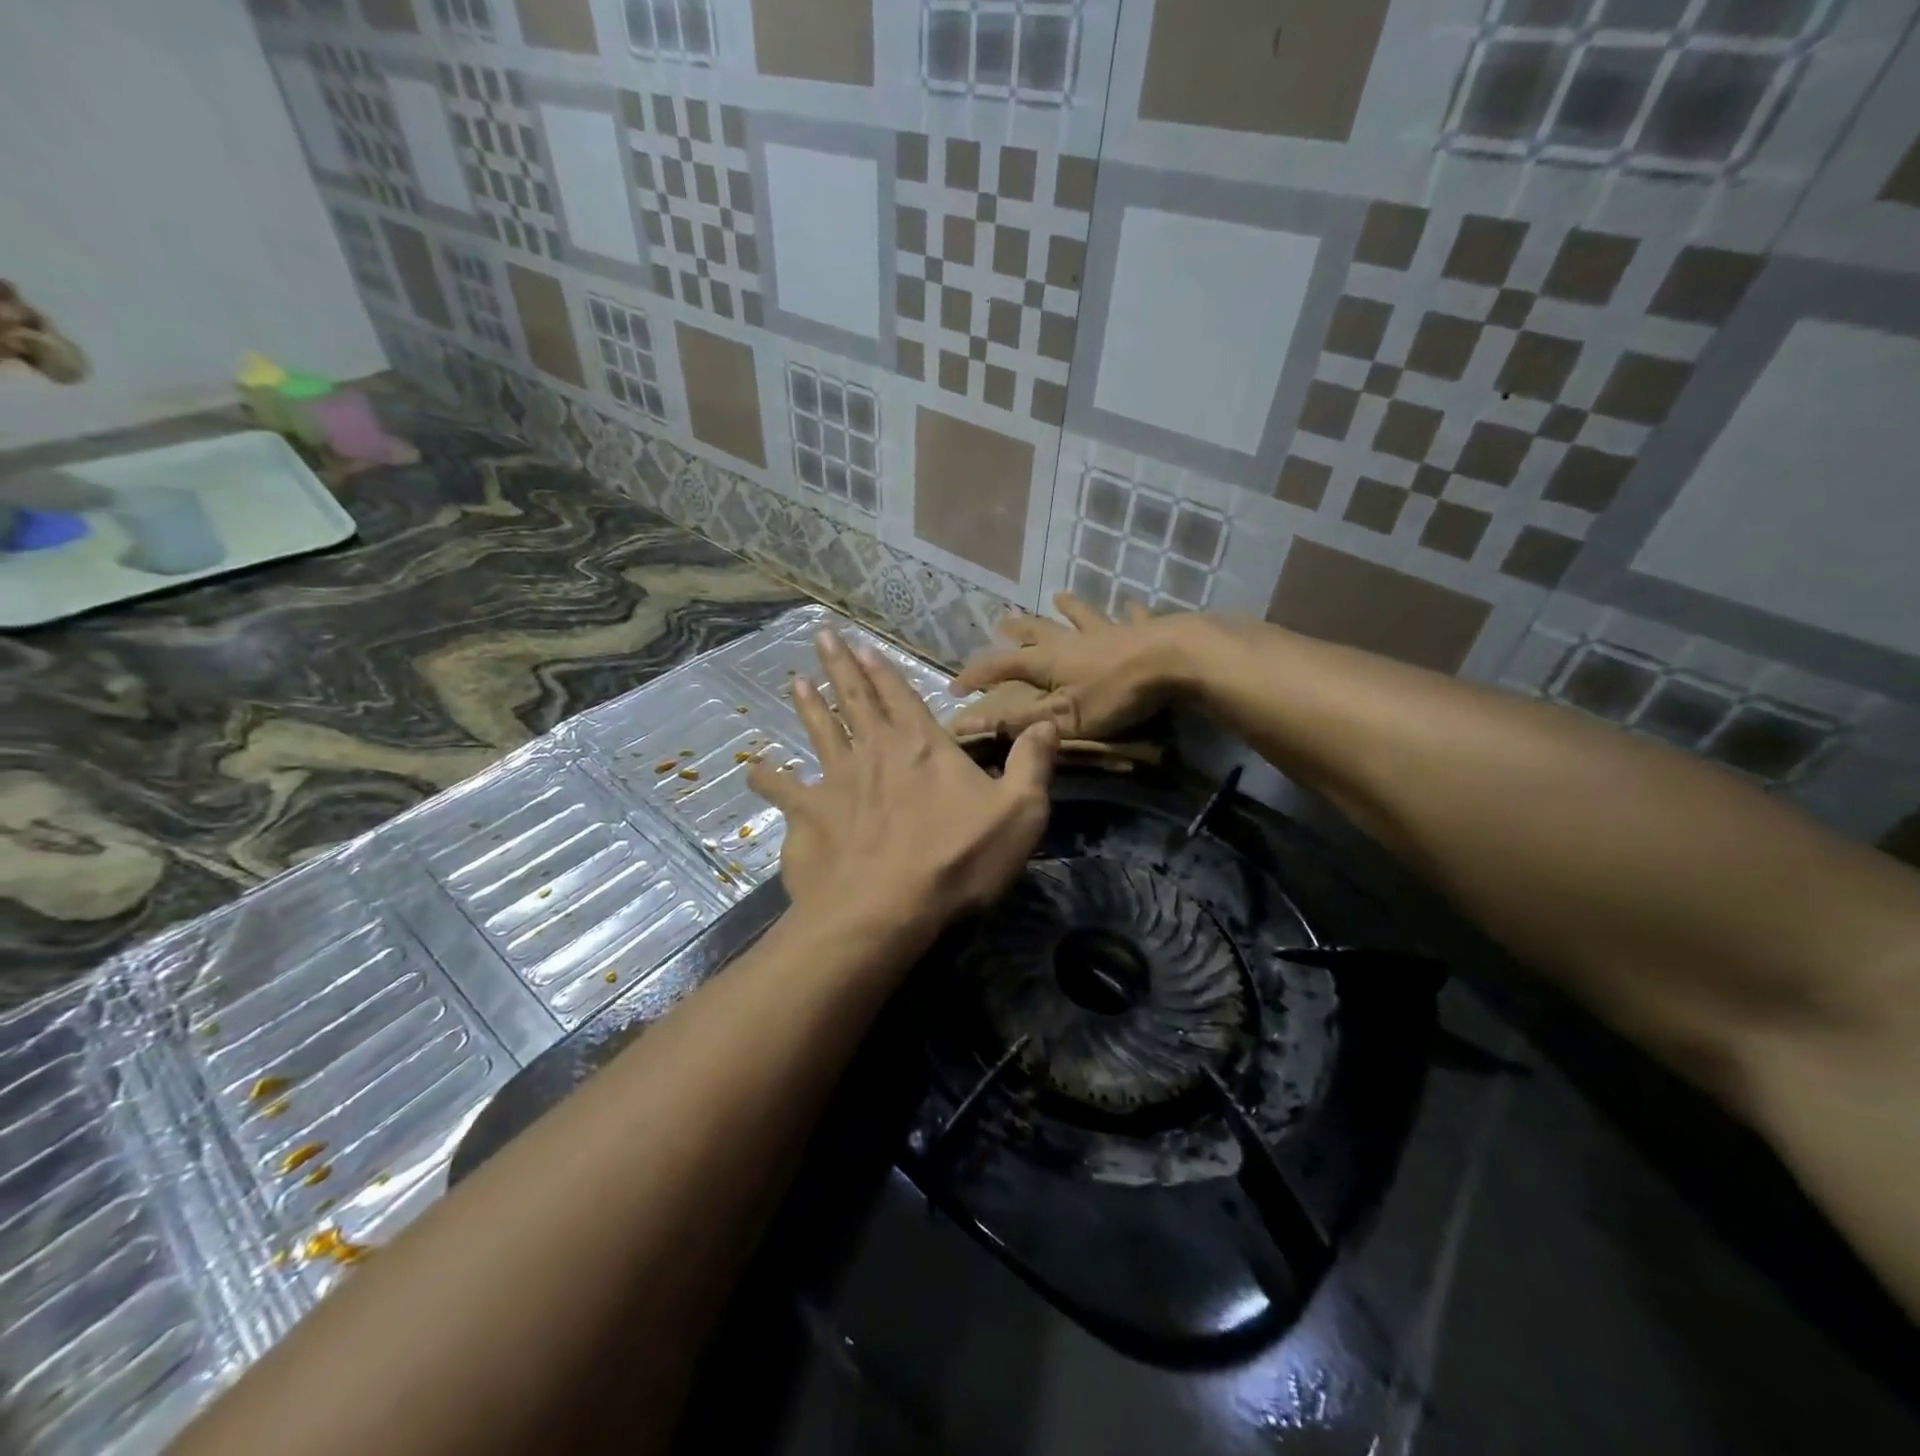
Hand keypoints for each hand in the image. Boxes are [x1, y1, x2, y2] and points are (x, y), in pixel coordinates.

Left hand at [748, 631, 1057, 937]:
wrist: (886, 910)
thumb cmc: (957, 861)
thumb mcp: (1019, 812)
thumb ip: (1033, 764)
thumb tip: (1046, 722)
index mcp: (922, 747)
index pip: (901, 696)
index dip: (883, 670)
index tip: (863, 645)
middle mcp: (875, 752)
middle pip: (855, 700)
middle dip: (840, 667)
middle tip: (823, 636)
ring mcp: (835, 782)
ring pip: (820, 733)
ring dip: (809, 706)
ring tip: (795, 681)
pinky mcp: (808, 817)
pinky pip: (783, 790)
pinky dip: (769, 778)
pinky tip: (754, 769)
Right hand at [948, 593, 1200, 739]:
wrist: (1174, 662)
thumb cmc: (1116, 694)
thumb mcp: (1064, 718)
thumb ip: (1021, 721)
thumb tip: (970, 723)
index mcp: (1049, 662)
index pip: (1002, 666)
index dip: (976, 675)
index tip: (955, 688)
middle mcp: (1073, 640)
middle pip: (1038, 631)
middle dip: (1018, 631)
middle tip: (1002, 623)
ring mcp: (1108, 631)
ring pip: (1081, 615)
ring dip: (1068, 608)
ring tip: (1059, 596)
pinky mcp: (1142, 630)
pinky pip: (1131, 617)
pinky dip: (1128, 612)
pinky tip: (1132, 605)